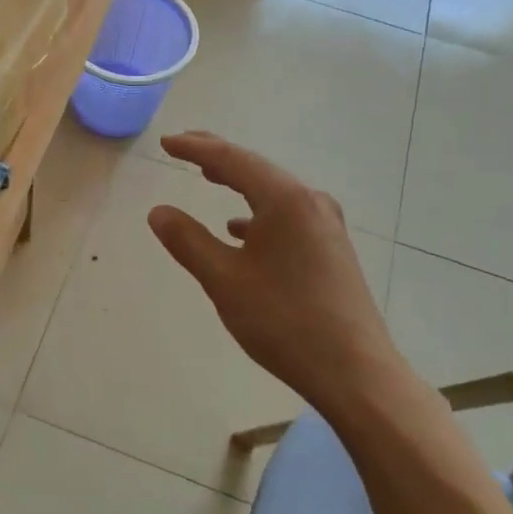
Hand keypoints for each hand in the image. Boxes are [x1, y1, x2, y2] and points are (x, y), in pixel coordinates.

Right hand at [147, 132, 411, 414]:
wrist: (353, 370)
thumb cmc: (283, 321)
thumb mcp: (224, 280)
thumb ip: (188, 241)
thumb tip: (158, 212)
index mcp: (285, 200)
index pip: (232, 160)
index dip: (195, 149)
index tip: (166, 143)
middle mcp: (311, 202)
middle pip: (257, 169)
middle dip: (218, 157)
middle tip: (184, 147)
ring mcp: (327, 225)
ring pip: (274, 192)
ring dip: (240, 183)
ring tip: (210, 178)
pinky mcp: (332, 248)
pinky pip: (288, 215)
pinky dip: (259, 213)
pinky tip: (241, 231)